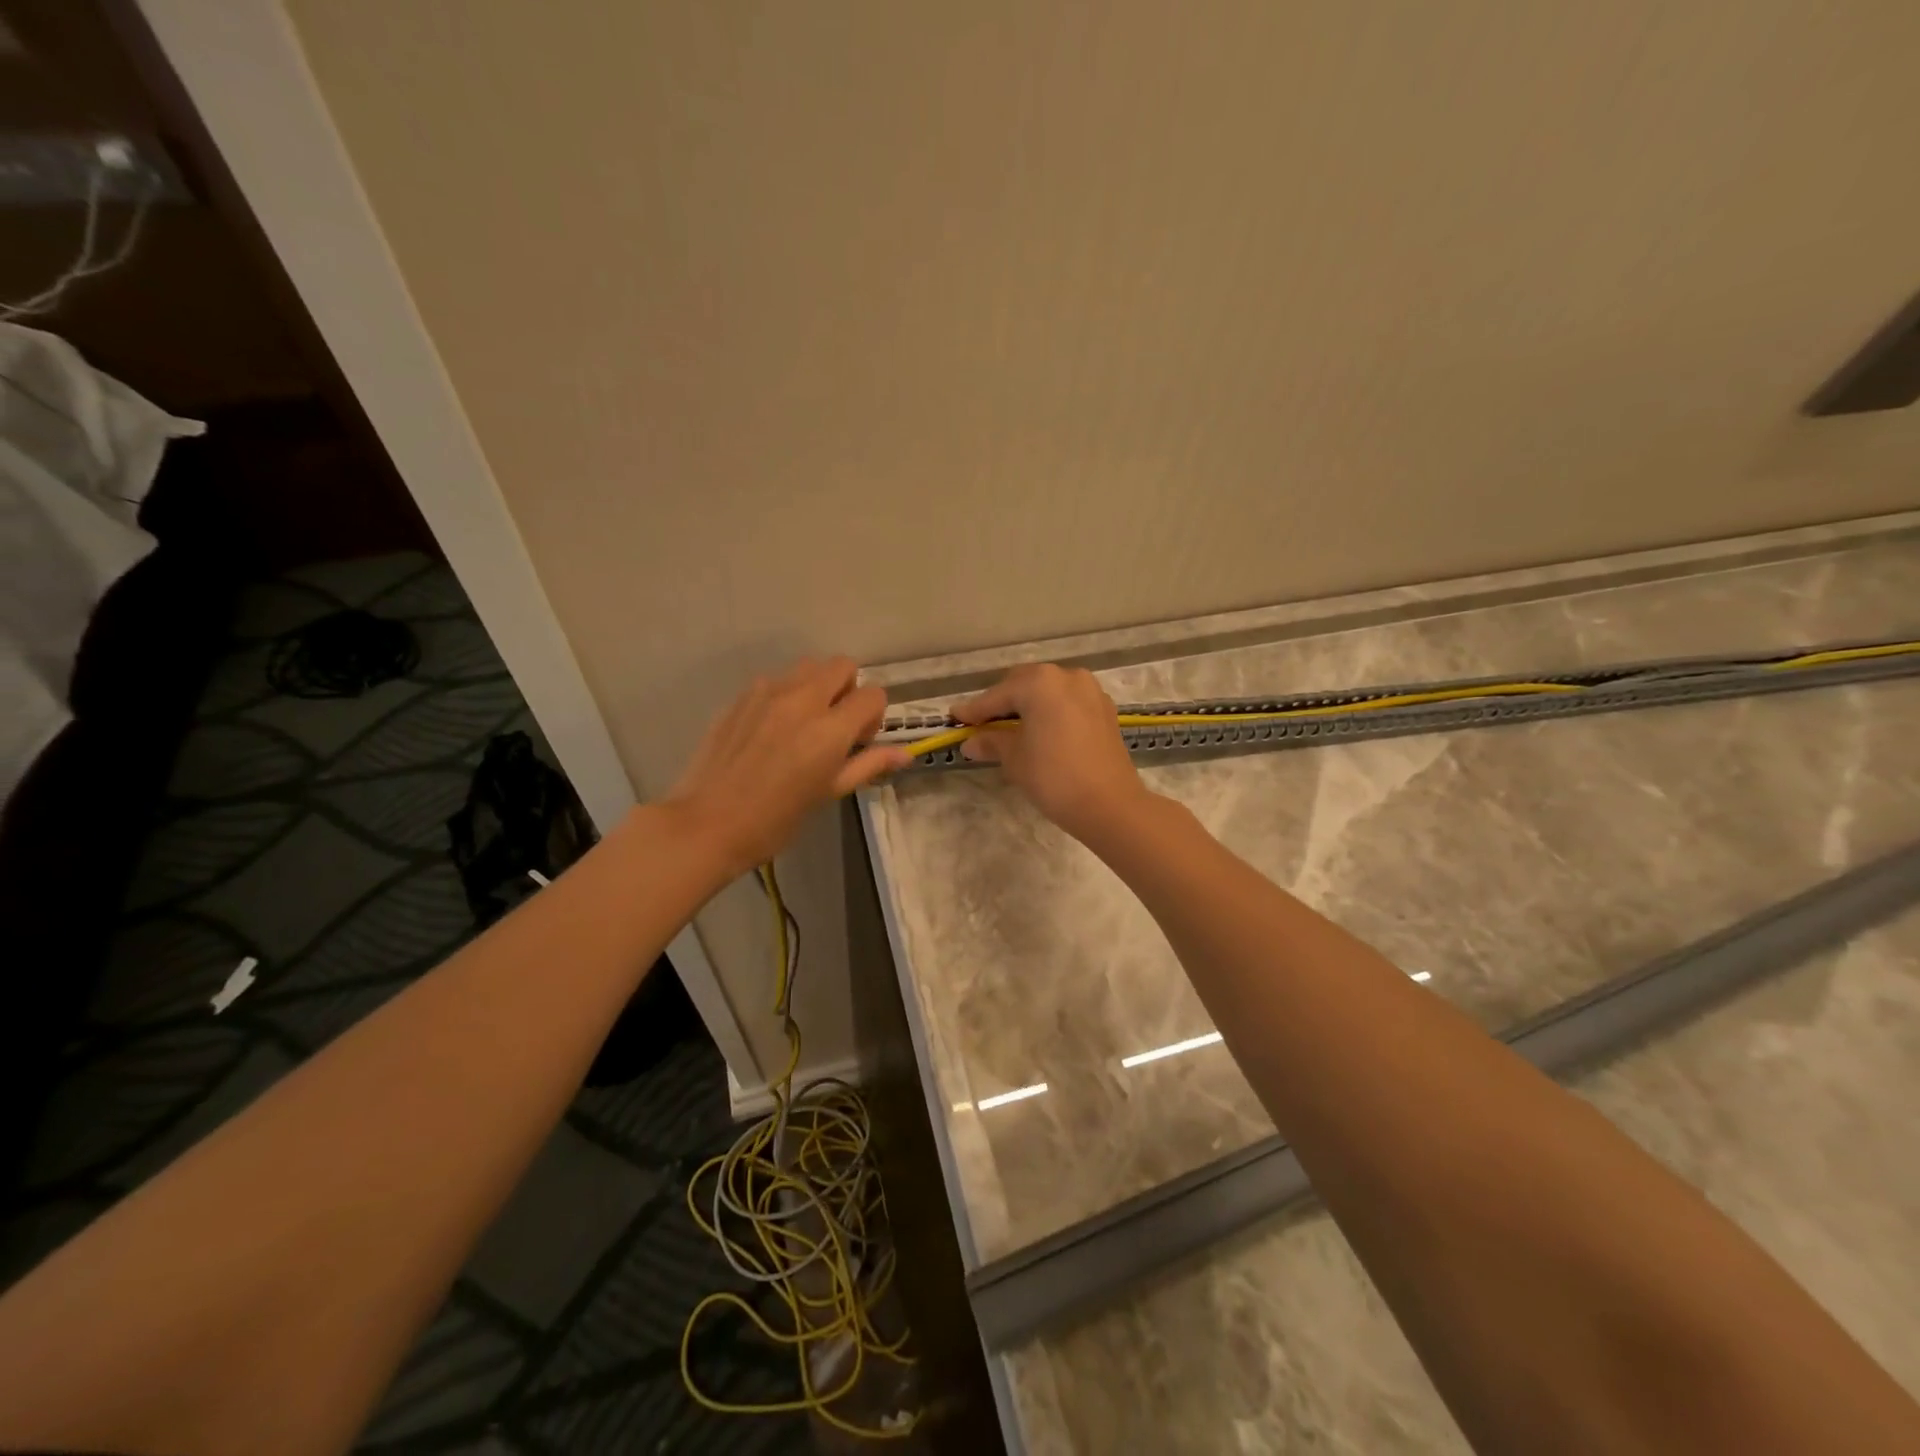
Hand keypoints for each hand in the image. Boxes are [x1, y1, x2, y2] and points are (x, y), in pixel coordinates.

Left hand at [666, 657, 907, 875]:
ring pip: (808, 667)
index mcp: (829, 729)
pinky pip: (775, 681)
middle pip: (842, 665)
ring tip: (804, 725)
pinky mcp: (741, 696)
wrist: (707, 823)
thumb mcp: (828, 793)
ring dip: (817, 687)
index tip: (859, 742)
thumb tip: (905, 754)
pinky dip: (786, 695)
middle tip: (836, 726)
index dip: (874, 716)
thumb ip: (868, 765)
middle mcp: (802, 699)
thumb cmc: (775, 820)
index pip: (873, 695)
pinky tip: (771, 731)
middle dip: (849, 689)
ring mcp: (767, 693)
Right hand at [952, 664, 1151, 841]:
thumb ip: (992, 742)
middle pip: (1023, 684)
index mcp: (1040, 683)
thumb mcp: (1014, 759)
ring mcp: (1090, 691)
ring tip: (1010, 729)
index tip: (955, 719)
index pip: (997, 695)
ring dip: (1027, 705)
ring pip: (1048, 692)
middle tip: (982, 725)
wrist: (1109, 804)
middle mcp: (1066, 676)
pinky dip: (1050, 712)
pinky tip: (1040, 732)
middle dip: (1002, 703)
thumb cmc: (1053, 777)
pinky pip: (1067, 703)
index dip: (974, 710)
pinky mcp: (1104, 709)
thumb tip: (971, 742)